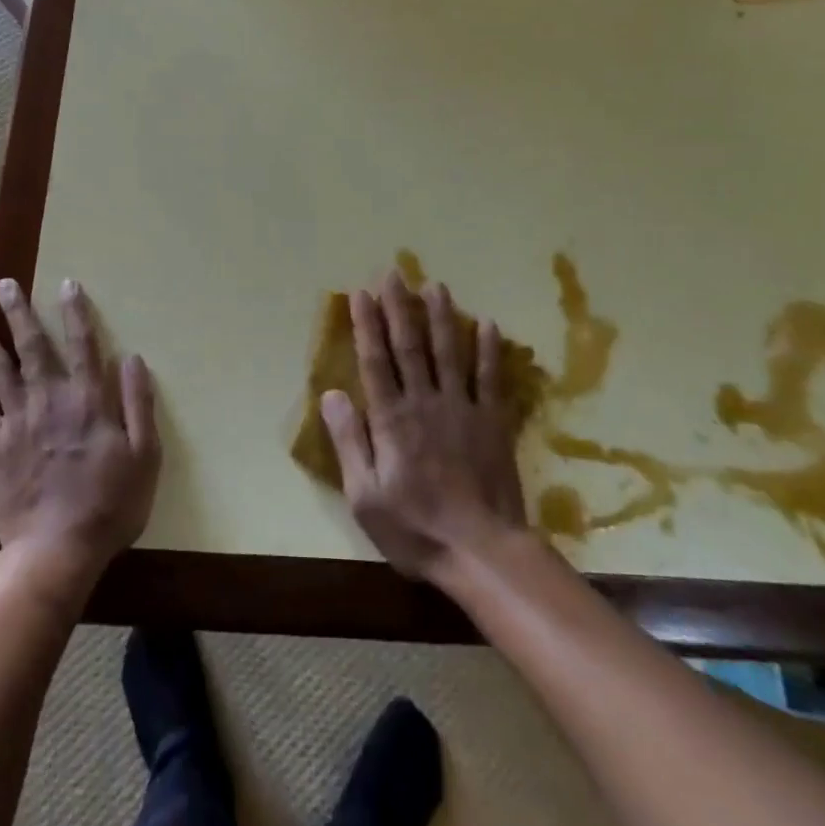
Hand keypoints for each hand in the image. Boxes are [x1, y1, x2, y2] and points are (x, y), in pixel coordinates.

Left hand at [0, 277, 159, 595]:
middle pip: (32, 347)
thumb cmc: (109, 504)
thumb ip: (138, 404)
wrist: (57, 550)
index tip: (66, 283)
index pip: (83, 345)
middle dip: (19, 313)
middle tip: (4, 284)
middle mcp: (49, 400)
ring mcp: (18, 422)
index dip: (76, 312)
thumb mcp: (144, 456)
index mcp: (87, 401)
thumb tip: (133, 359)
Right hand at [320, 269, 527, 580]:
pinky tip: (488, 323)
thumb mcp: (365, 495)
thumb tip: (331, 395)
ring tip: (435, 285)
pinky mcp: (493, 422)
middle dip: (399, 307)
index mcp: (392, 419)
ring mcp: (462, 408)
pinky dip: (489, 350)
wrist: (483, 552)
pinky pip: (491, 378)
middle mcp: (425, 402)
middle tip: (394, 273)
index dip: (366, 325)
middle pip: (410, 346)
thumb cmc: (415, 528)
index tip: (361, 293)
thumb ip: (350, 441)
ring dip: (441, 316)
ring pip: (449, 352)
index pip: (375, 361)